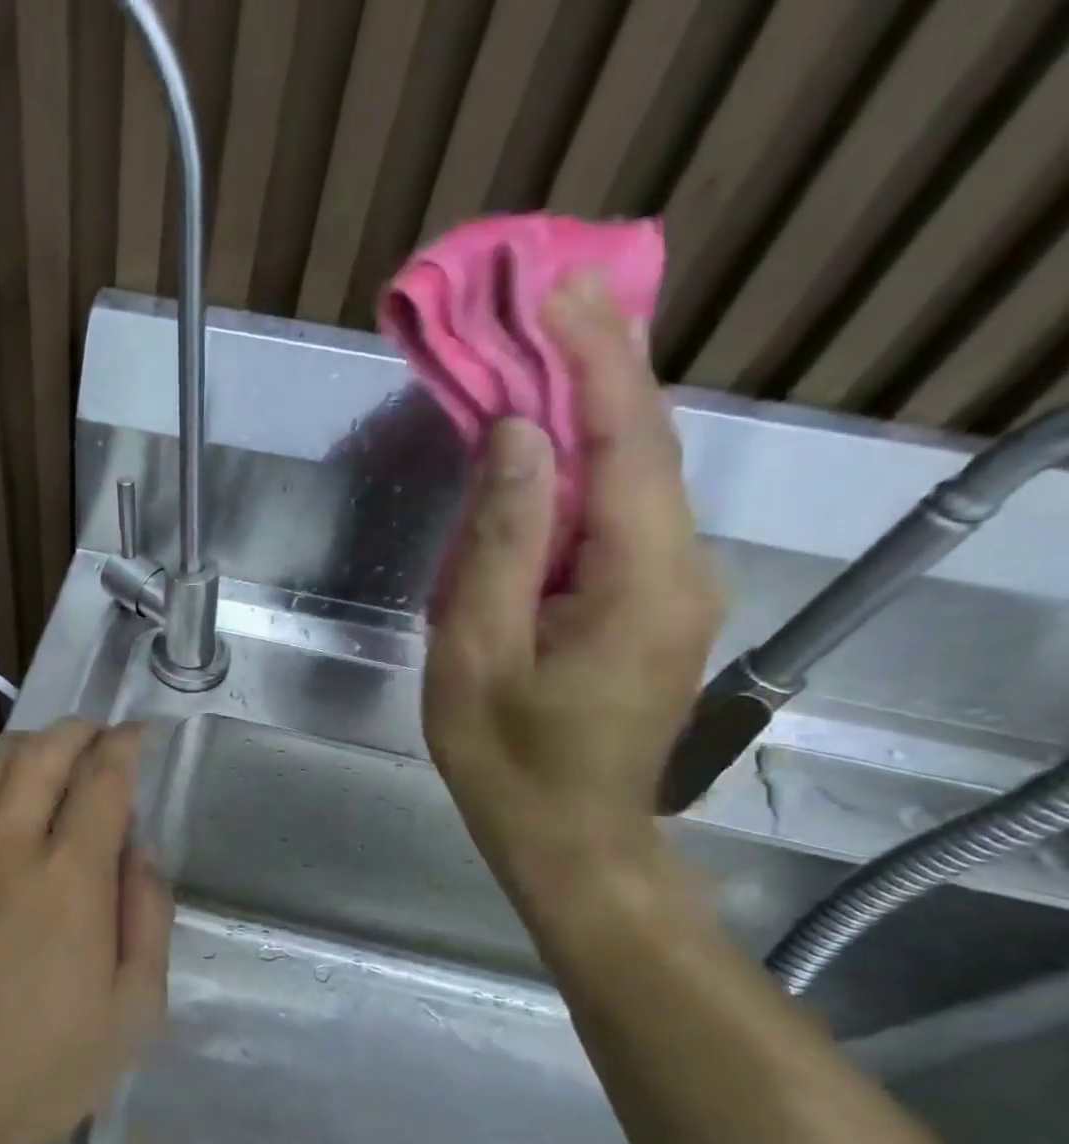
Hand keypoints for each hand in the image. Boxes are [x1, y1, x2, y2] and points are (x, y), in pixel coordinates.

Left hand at [0, 720, 172, 1143]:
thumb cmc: (41, 1072)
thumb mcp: (133, 1011)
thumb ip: (147, 916)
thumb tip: (139, 849)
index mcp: (70, 876)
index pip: (103, 777)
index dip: (125, 745)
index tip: (138, 735)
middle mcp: (7, 844)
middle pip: (43, 752)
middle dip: (79, 731)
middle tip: (98, 735)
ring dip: (27, 743)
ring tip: (48, 753)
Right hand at [422, 274, 722, 878]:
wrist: (568, 835)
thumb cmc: (507, 756)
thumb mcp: (476, 654)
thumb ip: (500, 545)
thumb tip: (517, 439)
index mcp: (639, 580)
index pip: (629, 442)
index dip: (596, 359)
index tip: (559, 291)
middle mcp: (683, 569)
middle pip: (646, 447)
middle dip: (601, 366)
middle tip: (552, 301)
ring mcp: (678, 588)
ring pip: (638, 480)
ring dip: (594, 413)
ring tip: (544, 356)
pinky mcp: (657, 605)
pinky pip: (625, 519)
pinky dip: (590, 469)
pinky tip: (553, 450)